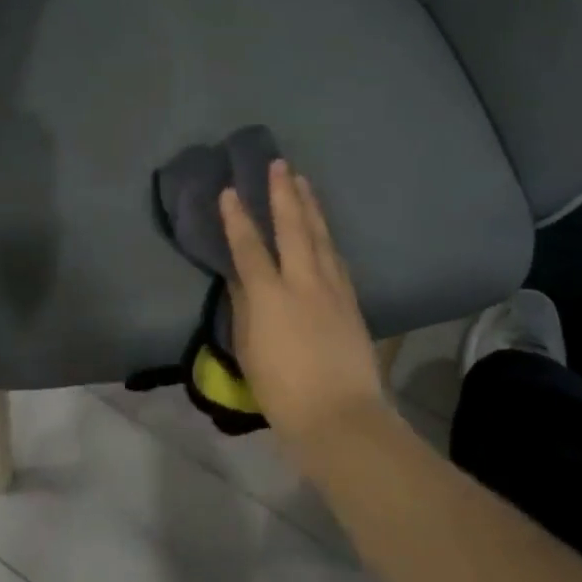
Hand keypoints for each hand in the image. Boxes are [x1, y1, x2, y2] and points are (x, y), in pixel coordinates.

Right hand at [219, 160, 389, 463]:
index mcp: (271, 295)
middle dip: (283, 194)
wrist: (341, 416)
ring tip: (303, 182)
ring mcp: (332, 288)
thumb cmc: (283, 390)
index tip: (230, 190)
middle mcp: (303, 281)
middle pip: (293, 228)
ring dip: (310, 206)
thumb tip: (240, 278)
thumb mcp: (250, 350)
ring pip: (321, 236)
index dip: (238, 217)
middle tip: (279, 165)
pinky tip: (325, 229)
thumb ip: (245, 308)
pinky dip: (327, 236)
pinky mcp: (351, 300)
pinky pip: (336, 256)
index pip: (249, 246)